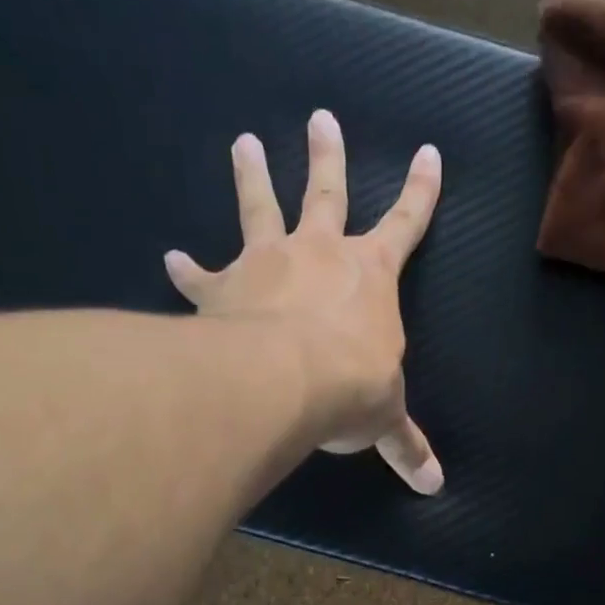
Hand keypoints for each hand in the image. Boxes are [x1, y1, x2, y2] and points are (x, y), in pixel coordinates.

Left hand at [164, 110, 444, 494]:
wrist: (283, 381)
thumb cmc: (349, 387)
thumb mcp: (385, 417)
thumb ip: (406, 445)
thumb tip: (435, 487)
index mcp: (370, 275)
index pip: (407, 224)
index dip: (421, 191)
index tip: (429, 151)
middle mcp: (320, 253)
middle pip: (326, 192)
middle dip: (327, 155)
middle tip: (320, 117)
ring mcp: (268, 263)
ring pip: (260, 206)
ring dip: (252, 174)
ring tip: (242, 141)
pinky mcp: (223, 286)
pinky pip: (202, 275)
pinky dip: (187, 270)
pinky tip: (169, 260)